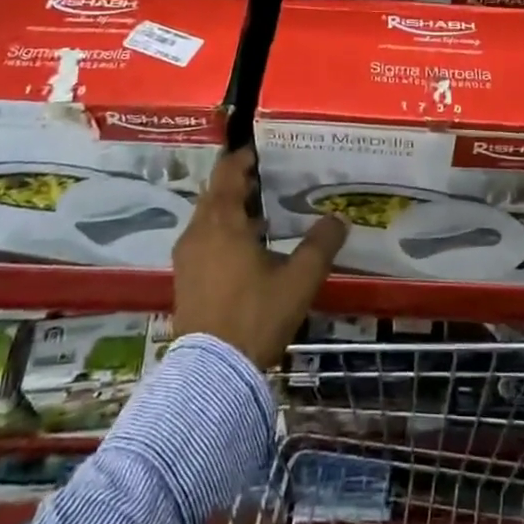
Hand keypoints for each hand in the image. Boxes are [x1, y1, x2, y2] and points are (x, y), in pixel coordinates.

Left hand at [173, 147, 348, 368]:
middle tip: (271, 178)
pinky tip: (247, 248)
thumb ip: (321, 245)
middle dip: (240, 182)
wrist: (211, 374)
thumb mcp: (299, 280)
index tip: (264, 149)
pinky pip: (203, 239)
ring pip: (208, 217)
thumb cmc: (255, 315)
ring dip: (231, 209)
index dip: (244, 157)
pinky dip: (222, 232)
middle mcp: (199, 231)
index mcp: (222, 221)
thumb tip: (339, 218)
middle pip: (216, 192)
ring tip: (264, 213)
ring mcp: (187, 256)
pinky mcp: (185, 279)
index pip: (228, 172)